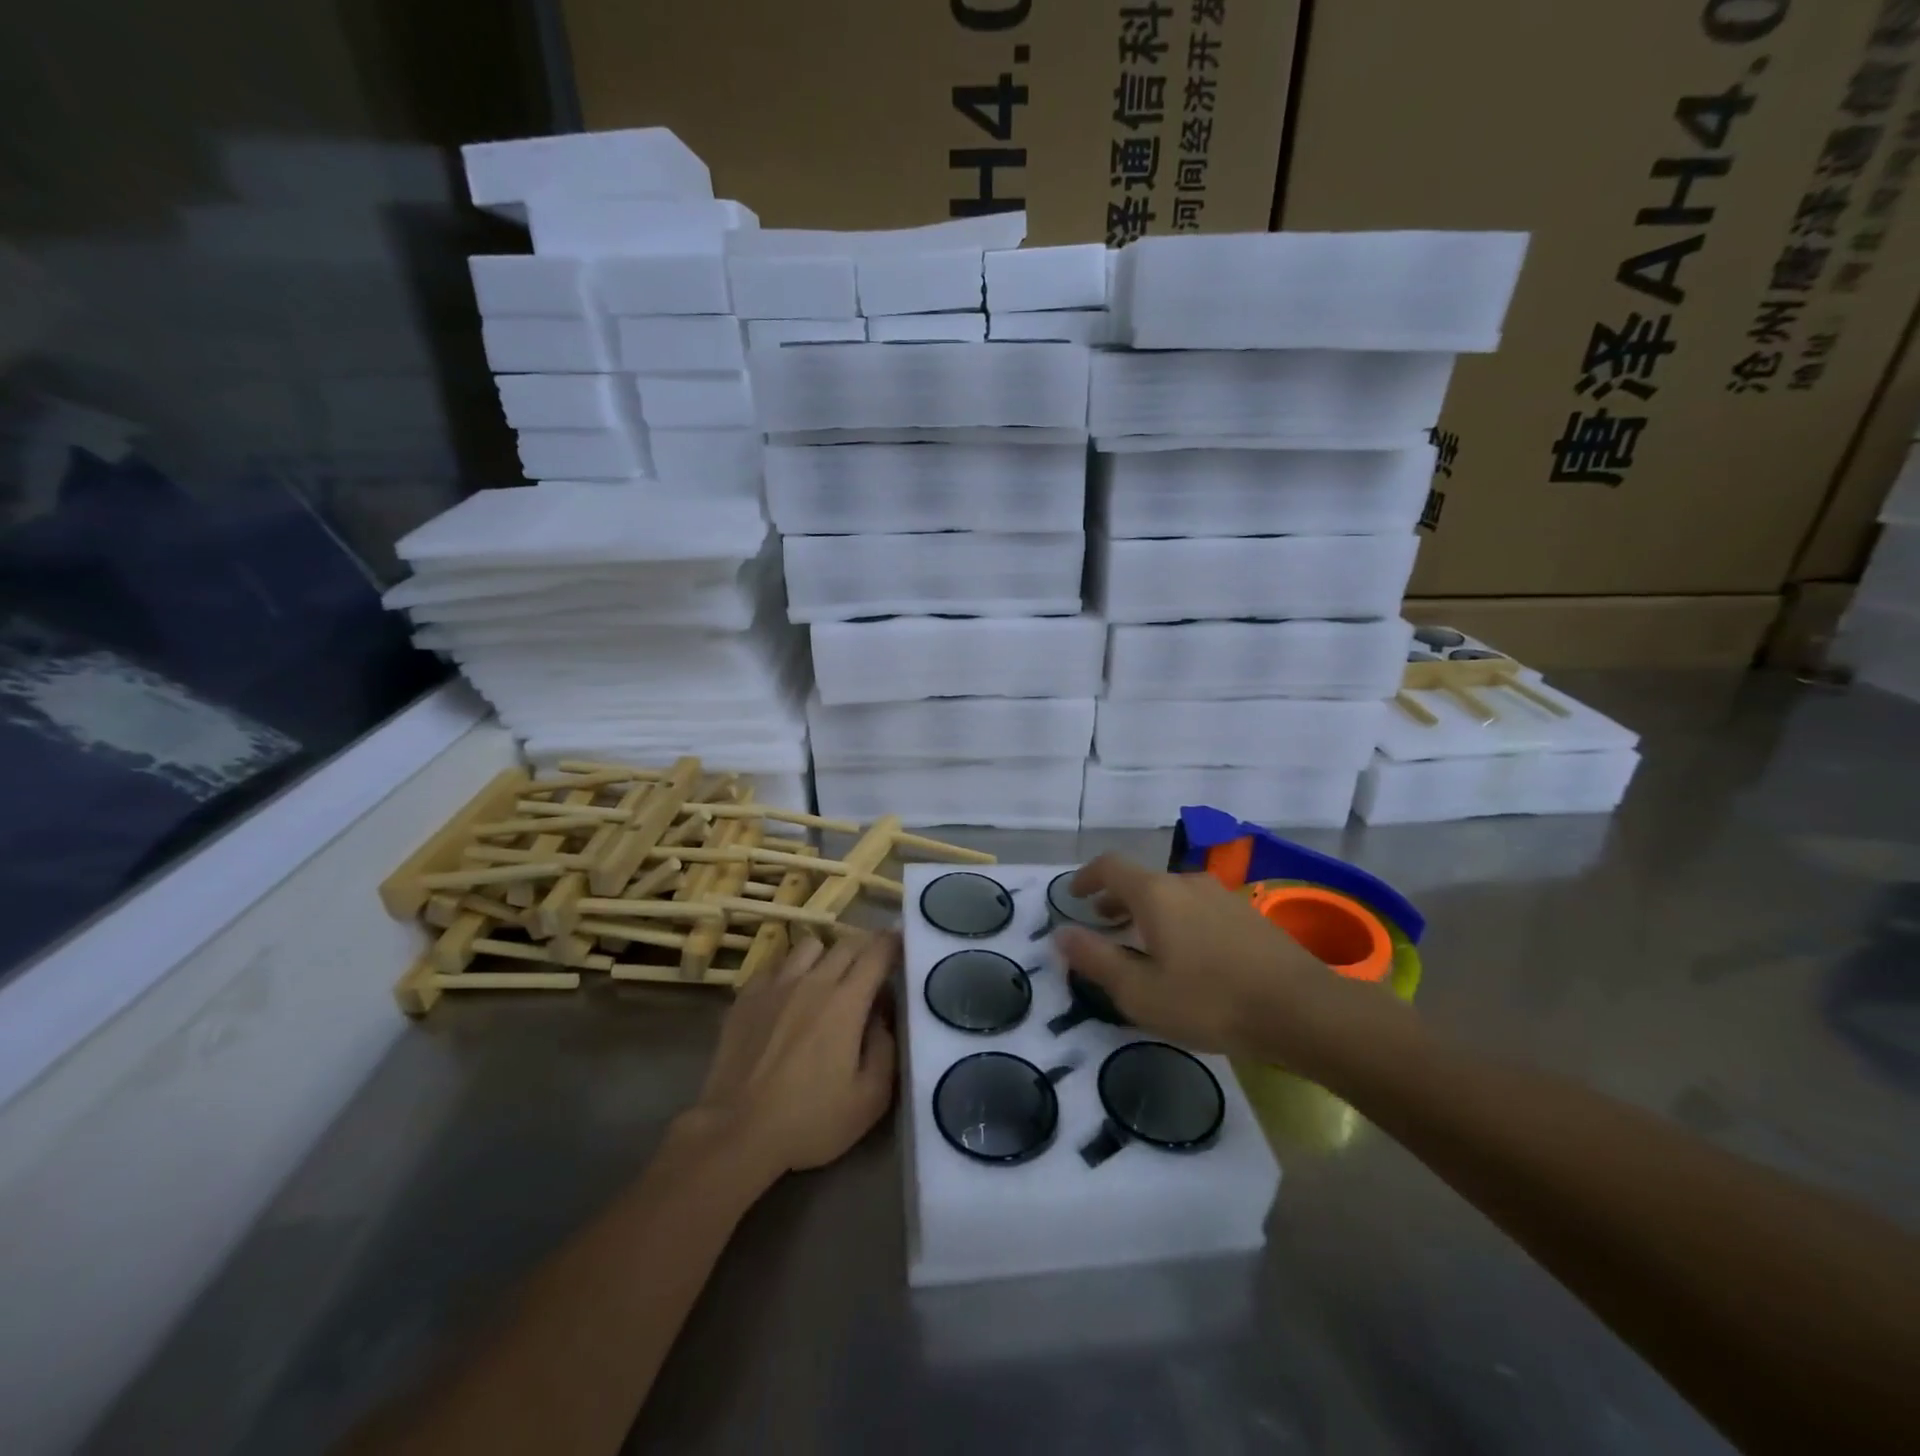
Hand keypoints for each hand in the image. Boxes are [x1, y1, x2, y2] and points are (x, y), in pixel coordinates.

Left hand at [683, 931, 899, 1182]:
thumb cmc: (810, 1120)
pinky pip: (776, 964)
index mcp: (847, 1001)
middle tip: (873, 966)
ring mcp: (776, 984)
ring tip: (829, 977)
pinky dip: (791, 970)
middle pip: (847, 943)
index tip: (904, 946)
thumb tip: (883, 1014)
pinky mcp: (746, 996)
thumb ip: (886, 1048)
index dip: (895, 943)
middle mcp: (813, 981)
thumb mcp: (870, 1098)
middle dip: (866, 947)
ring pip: (810, 946)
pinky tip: (790, 993)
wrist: (736, 1132)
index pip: (878, 952)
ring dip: (827, 955)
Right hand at [1052, 855, 1416, 1077]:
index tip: (1075, 896)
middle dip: (1116, 898)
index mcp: (1156, 894)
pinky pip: (1199, 907)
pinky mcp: (1249, 914)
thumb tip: (1061, 934)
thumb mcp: (1141, 993)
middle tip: (1103, 923)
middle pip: (1142, 880)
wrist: (1303, 1009)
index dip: (1087, 878)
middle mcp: (1187, 883)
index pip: (1110, 866)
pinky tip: (1189, 955)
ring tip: (1144, 941)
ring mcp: (1222, 896)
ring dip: (1149, 910)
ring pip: (1173, 894)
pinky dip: (1178, 919)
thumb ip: (1096, 960)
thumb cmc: (1211, 1001)